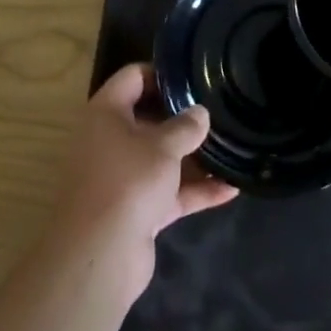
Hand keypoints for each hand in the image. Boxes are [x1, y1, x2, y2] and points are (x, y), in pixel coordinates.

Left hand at [46, 63, 237, 300]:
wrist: (99, 257)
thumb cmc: (128, 181)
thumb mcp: (163, 146)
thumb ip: (186, 126)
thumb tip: (200, 113)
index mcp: (106, 114)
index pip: (132, 77)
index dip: (161, 73)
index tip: (193, 77)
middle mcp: (110, 142)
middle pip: (148, 119)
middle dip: (182, 118)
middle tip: (216, 110)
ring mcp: (123, 178)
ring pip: (161, 159)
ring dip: (193, 157)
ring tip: (230, 146)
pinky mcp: (136, 212)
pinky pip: (169, 193)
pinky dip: (195, 191)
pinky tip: (230, 189)